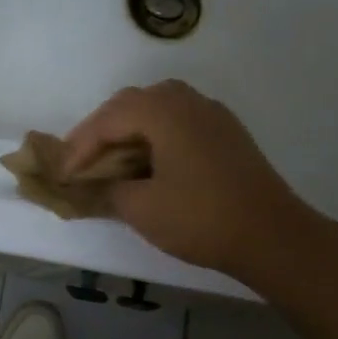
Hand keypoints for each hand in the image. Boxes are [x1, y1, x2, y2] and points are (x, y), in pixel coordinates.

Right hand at [61, 80, 321, 284]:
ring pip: (157, 107)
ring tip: (111, 158)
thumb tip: (87, 187)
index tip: (63, 174)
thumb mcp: (141, 208)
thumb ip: (106, 190)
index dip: (80, 147)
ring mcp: (212, 115)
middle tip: (81, 160)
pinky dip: (154, 134)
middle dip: (101, 130)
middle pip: (131, 103)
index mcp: (164, 111)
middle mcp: (188, 102)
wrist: (274, 237)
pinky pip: (179, 120)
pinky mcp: (227, 134)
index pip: (108, 119)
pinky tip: (148, 161)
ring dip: (128, 129)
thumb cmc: (201, 218)